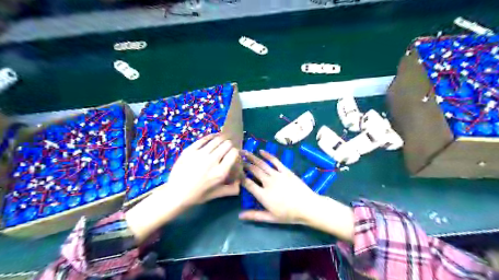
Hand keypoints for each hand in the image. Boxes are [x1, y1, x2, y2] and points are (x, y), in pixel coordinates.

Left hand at [127, 133, 238, 241]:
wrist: (175, 194)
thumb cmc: (197, 195)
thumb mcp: (216, 194)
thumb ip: (231, 190)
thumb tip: (241, 184)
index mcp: (220, 172)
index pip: (234, 153)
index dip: (235, 152)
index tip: (233, 154)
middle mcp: (212, 161)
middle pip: (226, 144)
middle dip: (229, 145)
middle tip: (227, 148)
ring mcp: (200, 154)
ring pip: (216, 139)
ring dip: (221, 139)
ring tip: (222, 140)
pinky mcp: (190, 150)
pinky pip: (204, 139)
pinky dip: (211, 136)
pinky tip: (213, 137)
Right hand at [239, 150, 317, 223]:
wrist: (308, 207)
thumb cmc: (289, 214)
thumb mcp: (271, 218)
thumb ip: (254, 215)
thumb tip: (239, 216)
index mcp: (263, 195)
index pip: (248, 183)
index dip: (240, 177)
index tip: (234, 172)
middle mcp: (268, 182)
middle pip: (253, 171)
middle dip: (244, 164)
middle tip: (236, 158)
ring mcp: (277, 175)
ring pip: (262, 164)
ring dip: (252, 157)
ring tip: (244, 151)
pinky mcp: (286, 171)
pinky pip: (275, 161)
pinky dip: (267, 155)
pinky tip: (261, 151)